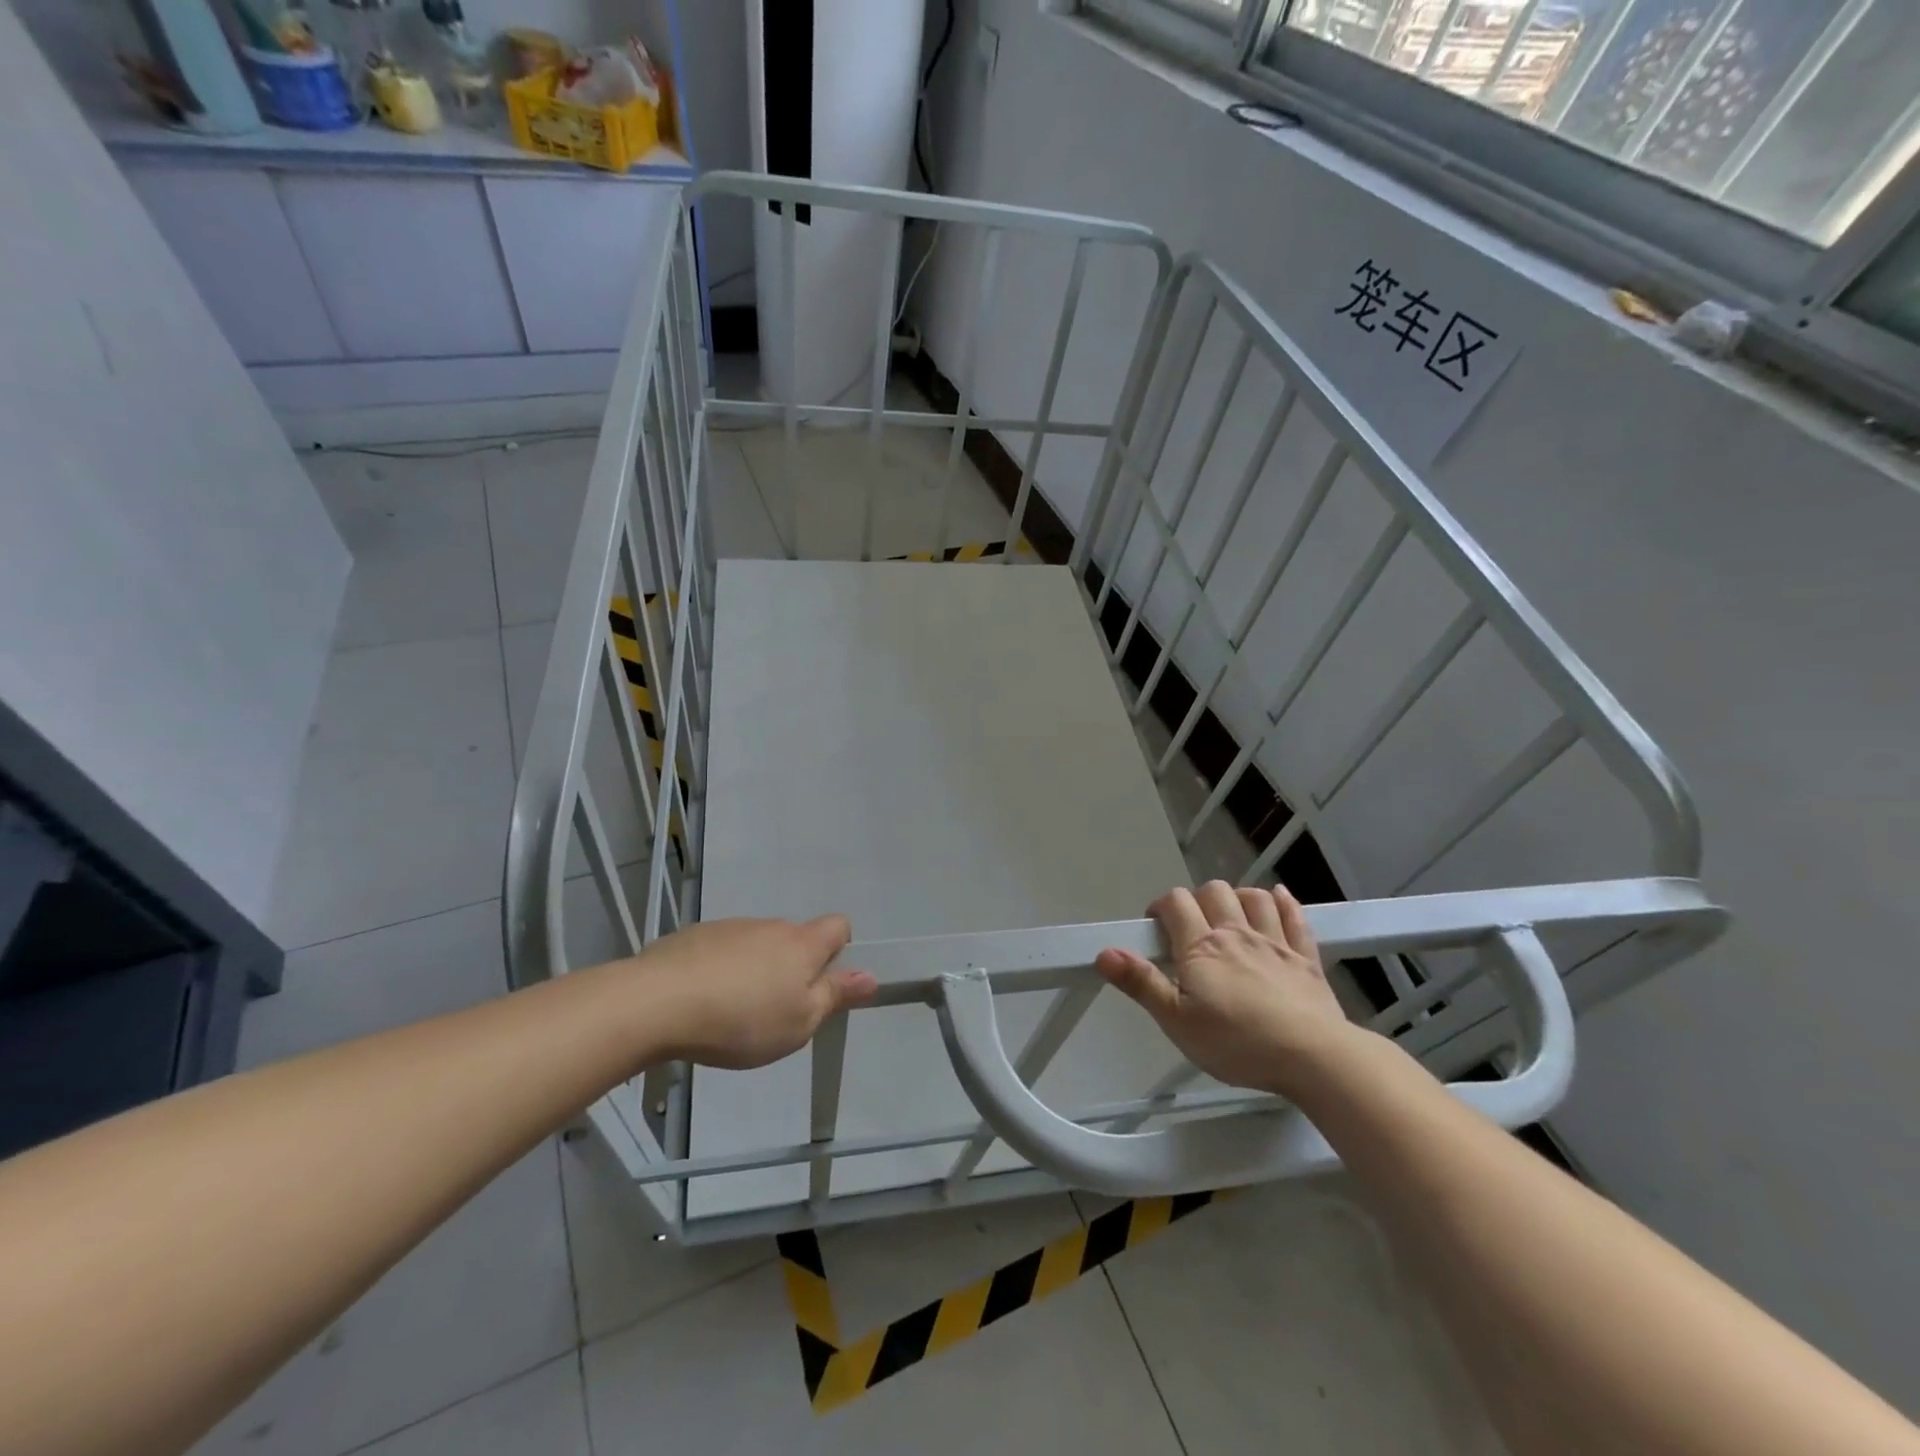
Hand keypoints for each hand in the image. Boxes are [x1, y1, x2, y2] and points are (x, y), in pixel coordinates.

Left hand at [632, 915, 877, 1069]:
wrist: (658, 1002)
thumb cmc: (742, 1019)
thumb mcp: (799, 1022)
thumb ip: (834, 996)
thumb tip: (870, 976)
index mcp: (802, 945)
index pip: (838, 925)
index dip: (839, 948)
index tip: (823, 981)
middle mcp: (770, 926)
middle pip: (794, 938)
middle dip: (791, 967)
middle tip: (774, 1011)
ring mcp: (730, 927)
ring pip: (755, 944)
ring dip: (753, 969)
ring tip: (730, 1012)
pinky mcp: (694, 936)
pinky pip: (720, 950)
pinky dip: (719, 969)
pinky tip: (699, 1002)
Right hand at [1096, 882, 1355, 1098]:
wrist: (1313, 1056)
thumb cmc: (1236, 1043)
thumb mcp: (1177, 1022)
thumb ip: (1141, 984)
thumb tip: (1104, 952)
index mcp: (1201, 947)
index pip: (1175, 904)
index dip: (1161, 907)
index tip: (1156, 925)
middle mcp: (1236, 934)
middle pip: (1214, 892)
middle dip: (1198, 898)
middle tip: (1192, 925)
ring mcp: (1275, 942)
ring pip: (1254, 898)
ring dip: (1239, 896)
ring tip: (1231, 912)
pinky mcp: (1306, 958)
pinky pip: (1295, 918)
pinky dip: (1284, 903)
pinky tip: (1278, 898)